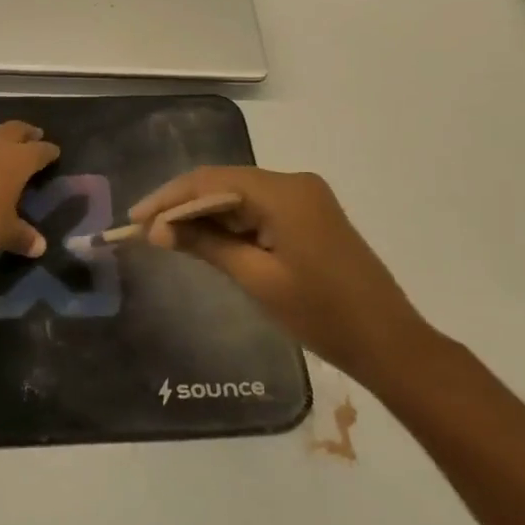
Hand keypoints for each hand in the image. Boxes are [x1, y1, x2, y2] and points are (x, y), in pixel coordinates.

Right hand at [132, 167, 425, 388]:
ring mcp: (305, 197)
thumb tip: (159, 229)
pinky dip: (231, 222)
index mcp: (284, 192)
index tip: (135, 220)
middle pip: (225, 183)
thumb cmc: (323, 315)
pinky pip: (259, 208)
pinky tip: (205, 238)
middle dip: (183, 205)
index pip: (212, 181)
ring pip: (240, 195)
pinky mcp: (309, 215)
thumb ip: (207, 245)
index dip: (169, 198)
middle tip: (144, 230)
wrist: (389, 342)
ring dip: (204, 214)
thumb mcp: (258, 280)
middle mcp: (294, 182)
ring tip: (166, 236)